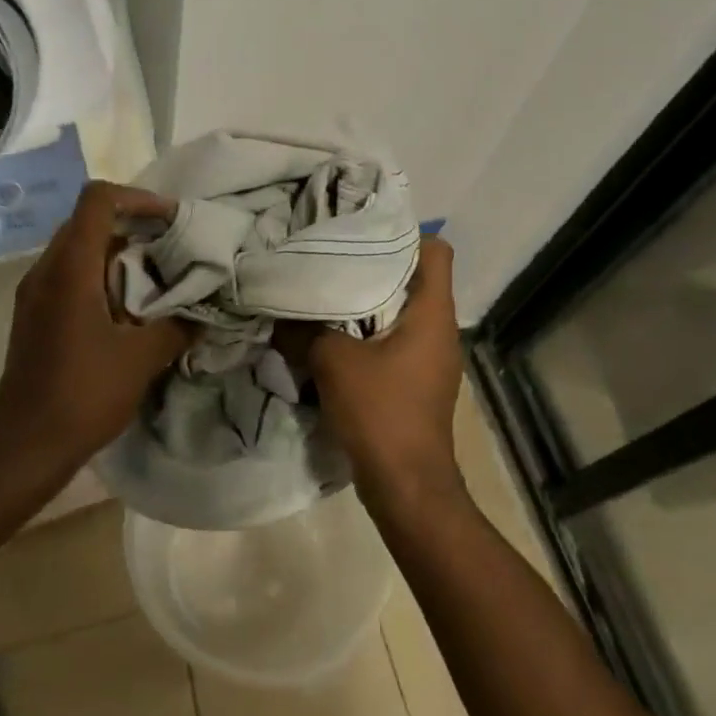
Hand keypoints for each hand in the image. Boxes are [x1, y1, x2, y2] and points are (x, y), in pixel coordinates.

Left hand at [0, 181, 192, 488]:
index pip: (98, 199)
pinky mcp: (33, 315)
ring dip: (117, 253)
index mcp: (70, 268)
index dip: (139, 198)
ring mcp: (34, 293)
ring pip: (78, 249)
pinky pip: (69, 276)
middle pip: (88, 220)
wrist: (24, 448)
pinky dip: (100, 276)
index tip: (171, 222)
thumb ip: (178, 326)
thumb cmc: (83, 395)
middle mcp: (45, 270)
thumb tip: (204, 313)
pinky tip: (127, 309)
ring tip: (155, 279)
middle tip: (171, 248)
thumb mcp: (142, 358)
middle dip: (133, 226)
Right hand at [287, 236, 466, 513]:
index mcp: (431, 312)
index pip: (436, 250)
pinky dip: (366, 332)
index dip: (404, 232)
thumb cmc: (381, 412)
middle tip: (330, 253)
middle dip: (373, 264)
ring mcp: (430, 357)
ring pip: (400, 310)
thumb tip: (276, 312)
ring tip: (325, 290)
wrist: (407, 486)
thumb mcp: (333, 362)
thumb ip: (303, 330)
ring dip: (365, 301)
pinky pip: (393, 339)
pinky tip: (332, 335)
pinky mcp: (417, 381)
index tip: (361, 228)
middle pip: (414, 277)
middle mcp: (439, 329)